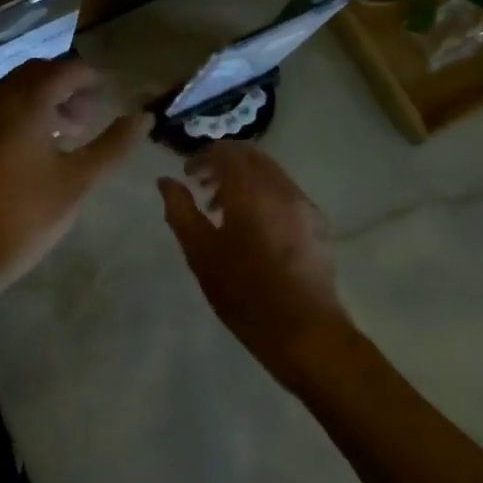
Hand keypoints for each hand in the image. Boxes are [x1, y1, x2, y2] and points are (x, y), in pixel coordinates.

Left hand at [0, 59, 150, 293]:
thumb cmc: (26, 216)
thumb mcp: (79, 181)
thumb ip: (113, 145)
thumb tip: (143, 117)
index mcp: (25, 104)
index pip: (64, 70)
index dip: (90, 77)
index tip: (109, 92)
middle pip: (34, 74)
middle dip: (65, 86)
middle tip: (88, 114)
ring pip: (10, 92)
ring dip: (40, 101)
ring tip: (65, 133)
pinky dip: (15, 116)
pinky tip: (28, 150)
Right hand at [159, 141, 351, 381]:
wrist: (305, 332)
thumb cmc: (244, 292)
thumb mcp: (200, 252)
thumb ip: (180, 210)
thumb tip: (165, 181)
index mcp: (250, 190)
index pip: (225, 151)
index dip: (202, 156)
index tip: (186, 174)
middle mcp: (280, 188)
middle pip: (251, 156)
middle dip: (224, 163)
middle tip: (202, 185)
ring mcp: (303, 204)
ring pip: (270, 173)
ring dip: (244, 179)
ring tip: (223, 209)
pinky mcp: (317, 223)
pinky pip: (285, 192)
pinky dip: (264, 194)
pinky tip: (253, 227)